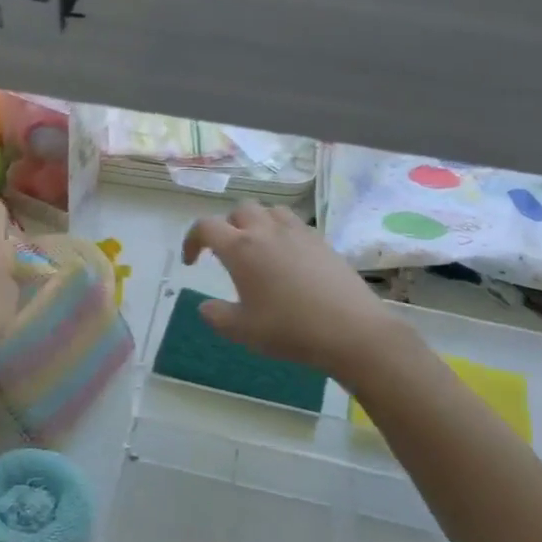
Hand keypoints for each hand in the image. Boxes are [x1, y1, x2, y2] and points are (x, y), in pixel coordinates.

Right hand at [182, 202, 403, 378]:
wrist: (350, 329)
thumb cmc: (289, 329)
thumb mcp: (242, 331)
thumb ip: (216, 316)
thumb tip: (205, 306)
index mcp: (241, 248)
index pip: (206, 227)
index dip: (192, 240)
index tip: (192, 261)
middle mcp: (267, 231)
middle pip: (240, 210)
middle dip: (227, 226)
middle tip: (227, 253)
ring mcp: (298, 232)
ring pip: (270, 210)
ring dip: (257, 223)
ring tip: (258, 248)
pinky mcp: (322, 240)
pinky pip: (294, 223)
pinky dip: (282, 232)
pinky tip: (288, 258)